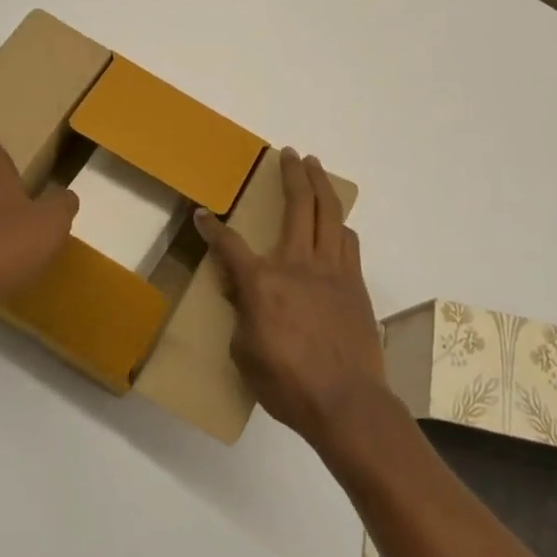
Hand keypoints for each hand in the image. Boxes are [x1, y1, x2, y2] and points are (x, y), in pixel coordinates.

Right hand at [196, 148, 391, 450]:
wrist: (347, 402)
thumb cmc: (288, 384)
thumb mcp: (245, 354)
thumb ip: (242, 315)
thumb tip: (244, 294)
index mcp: (262, 282)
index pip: (229, 244)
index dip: (212, 228)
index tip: (202, 215)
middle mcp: (297, 263)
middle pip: (297, 203)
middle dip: (291, 173)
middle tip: (288, 154)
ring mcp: (331, 268)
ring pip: (328, 212)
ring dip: (321, 184)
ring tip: (314, 167)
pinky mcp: (354, 281)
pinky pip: (347, 240)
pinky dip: (338, 223)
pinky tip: (336, 221)